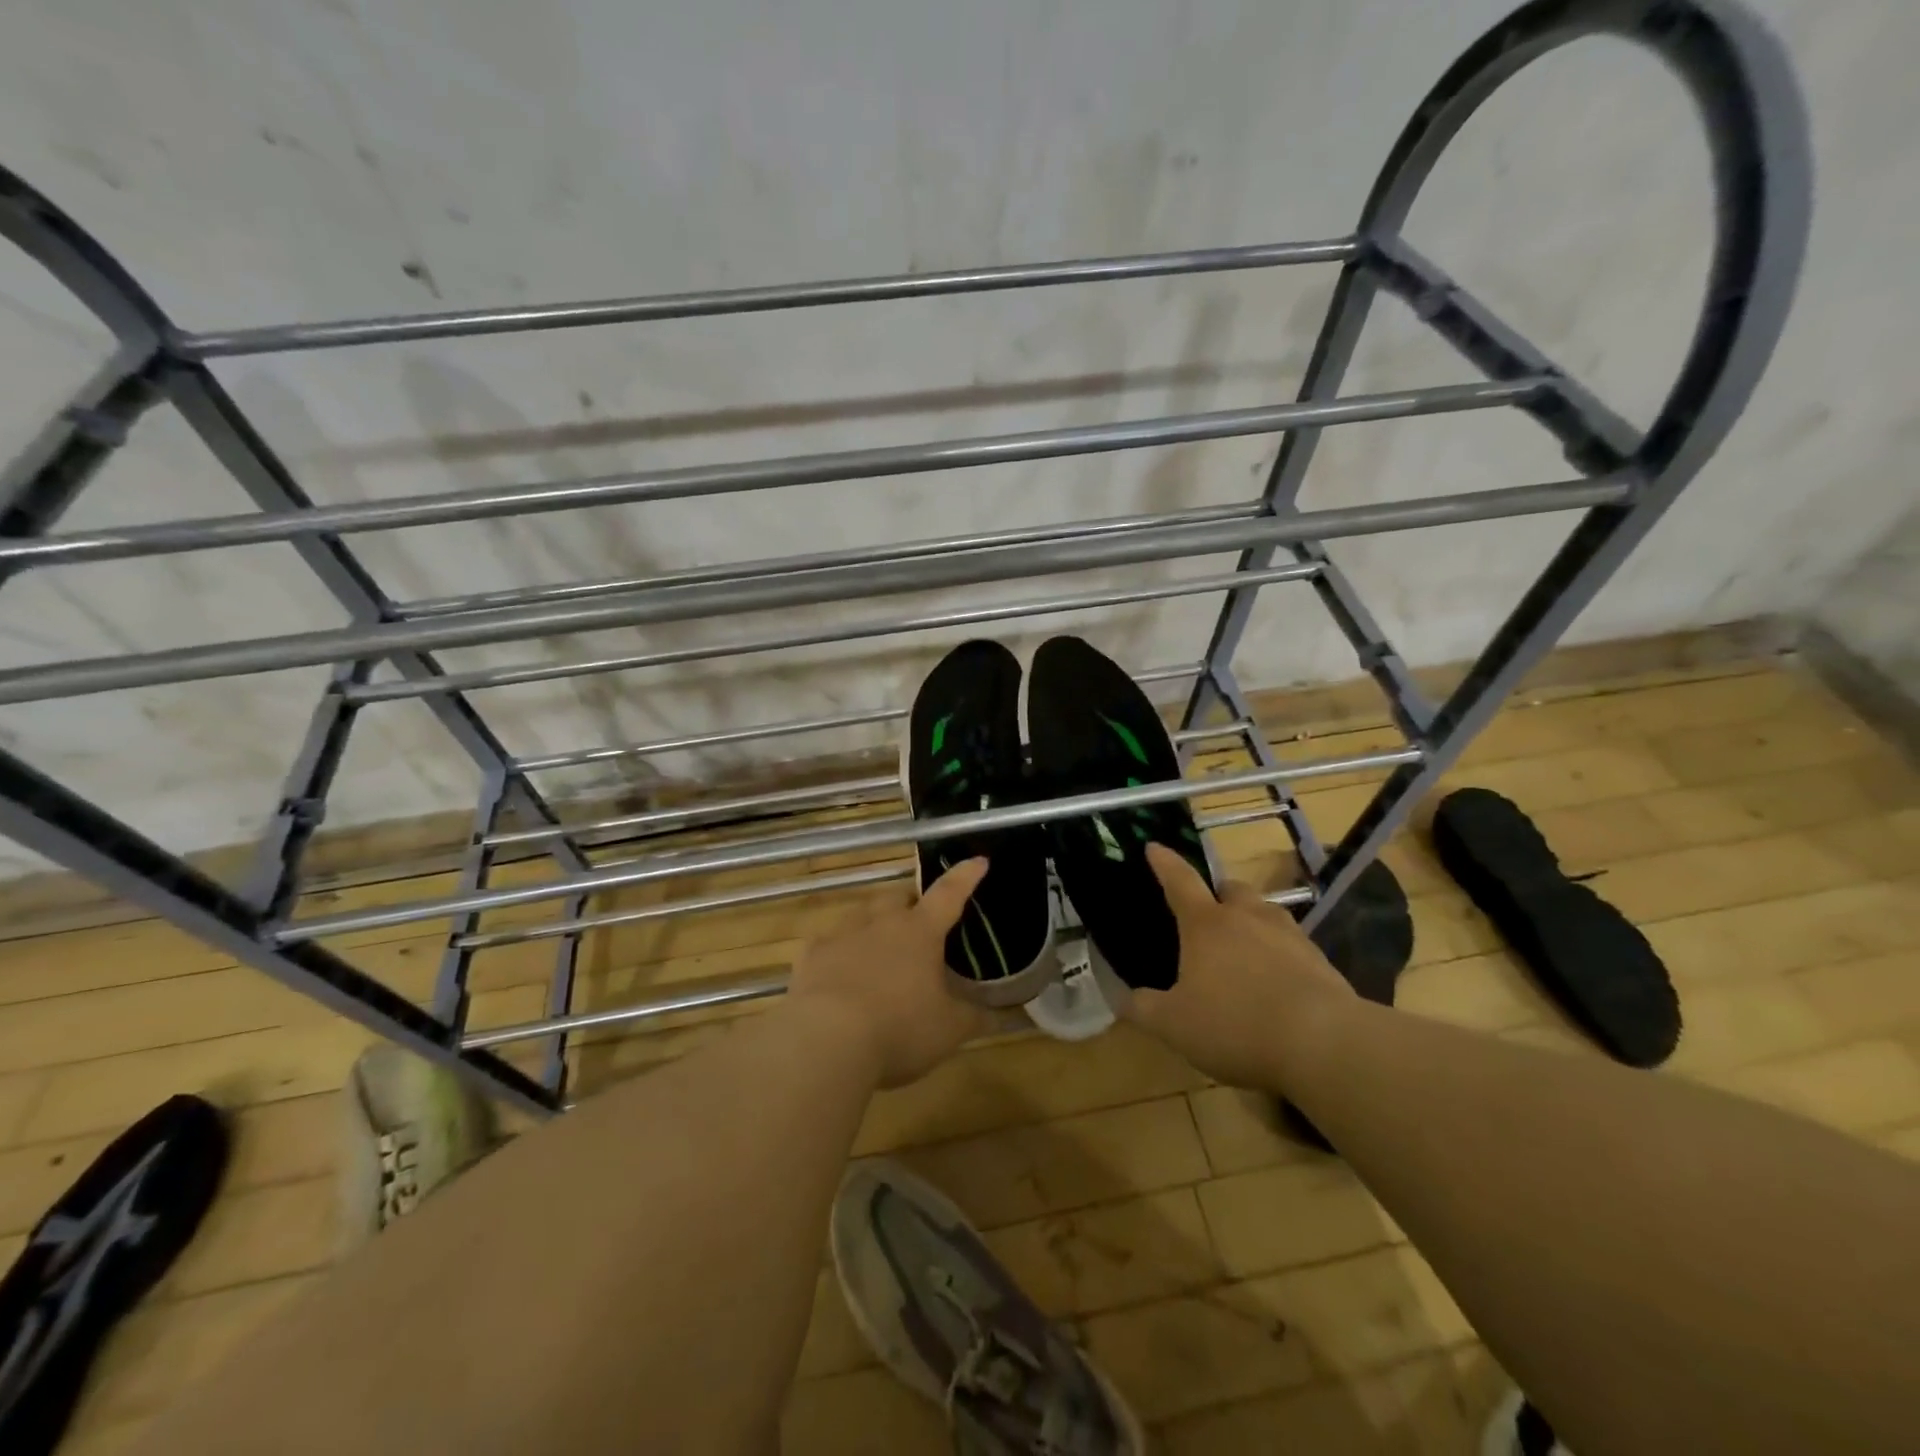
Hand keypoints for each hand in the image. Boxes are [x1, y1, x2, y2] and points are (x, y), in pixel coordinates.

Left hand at [786, 858, 992, 1087]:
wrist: (827, 1041)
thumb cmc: (900, 1029)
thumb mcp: (949, 1030)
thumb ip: (976, 1017)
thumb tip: (1003, 1013)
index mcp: (921, 932)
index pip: (949, 893)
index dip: (965, 876)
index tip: (978, 861)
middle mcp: (882, 922)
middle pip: (899, 897)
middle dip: (911, 903)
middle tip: (919, 924)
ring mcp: (843, 934)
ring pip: (863, 914)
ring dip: (875, 924)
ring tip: (881, 949)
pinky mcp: (812, 954)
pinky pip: (831, 942)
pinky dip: (841, 951)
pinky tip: (842, 973)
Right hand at [1122, 843, 1353, 1088]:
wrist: (1324, 1043)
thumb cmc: (1235, 1024)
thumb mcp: (1174, 1025)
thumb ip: (1144, 1009)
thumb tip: (1124, 999)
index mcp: (1206, 925)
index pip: (1179, 882)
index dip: (1164, 863)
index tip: (1154, 846)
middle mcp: (1247, 918)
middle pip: (1231, 890)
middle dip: (1219, 895)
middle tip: (1208, 915)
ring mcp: (1289, 936)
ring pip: (1267, 913)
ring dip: (1253, 922)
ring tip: (1245, 950)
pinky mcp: (1321, 962)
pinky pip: (1294, 946)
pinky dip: (1281, 955)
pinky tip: (1279, 984)